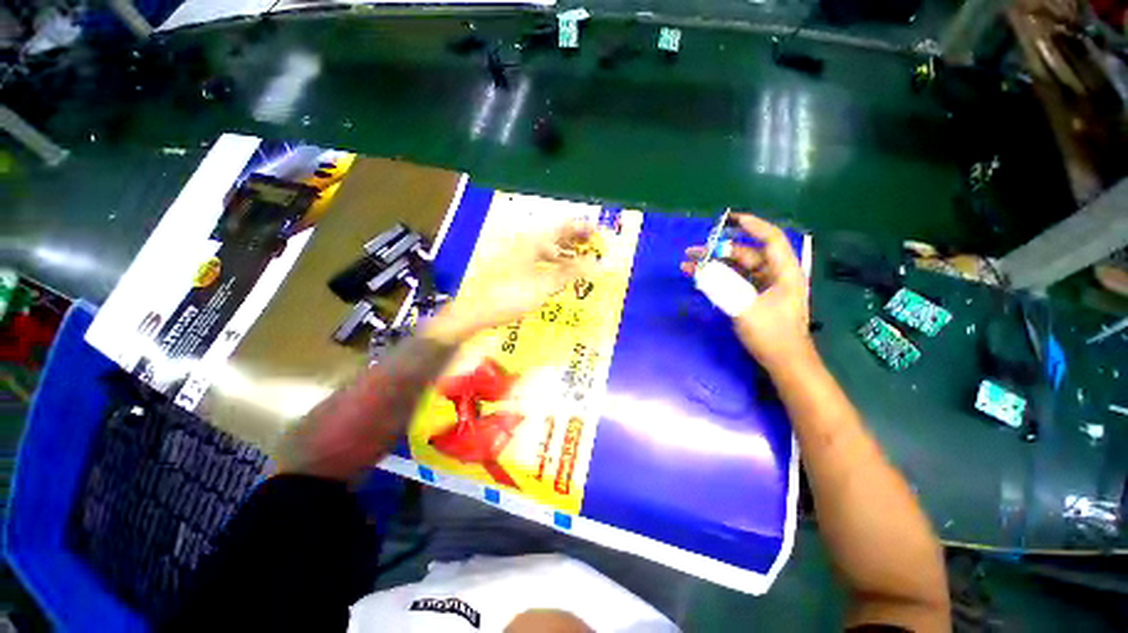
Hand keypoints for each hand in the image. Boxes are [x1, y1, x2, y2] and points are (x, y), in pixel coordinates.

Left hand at [428, 219, 596, 343]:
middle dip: (575, 241)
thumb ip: (570, 272)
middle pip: (555, 236)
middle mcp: (525, 243)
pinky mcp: (512, 268)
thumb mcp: (544, 285)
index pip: (563, 227)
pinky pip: (539, 260)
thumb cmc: (510, 295)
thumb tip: (595, 263)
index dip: (582, 228)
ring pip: (547, 249)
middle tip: (593, 248)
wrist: (475, 310)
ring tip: (580, 262)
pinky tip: (558, 275)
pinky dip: (552, 264)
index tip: (599, 234)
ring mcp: (517, 255)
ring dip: (565, 253)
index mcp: (533, 241)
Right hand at [681, 213, 811, 371]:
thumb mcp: (745, 308)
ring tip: (689, 265)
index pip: (770, 239)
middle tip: (693, 252)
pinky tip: (701, 279)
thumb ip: (723, 286)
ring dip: (715, 265)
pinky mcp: (756, 299)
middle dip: (719, 250)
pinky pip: (736, 282)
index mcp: (784, 272)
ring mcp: (766, 288)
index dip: (751, 226)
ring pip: (738, 269)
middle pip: (747, 254)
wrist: (784, 362)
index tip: (729, 219)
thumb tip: (702, 270)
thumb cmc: (771, 334)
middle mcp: (776, 275)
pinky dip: (719, 279)